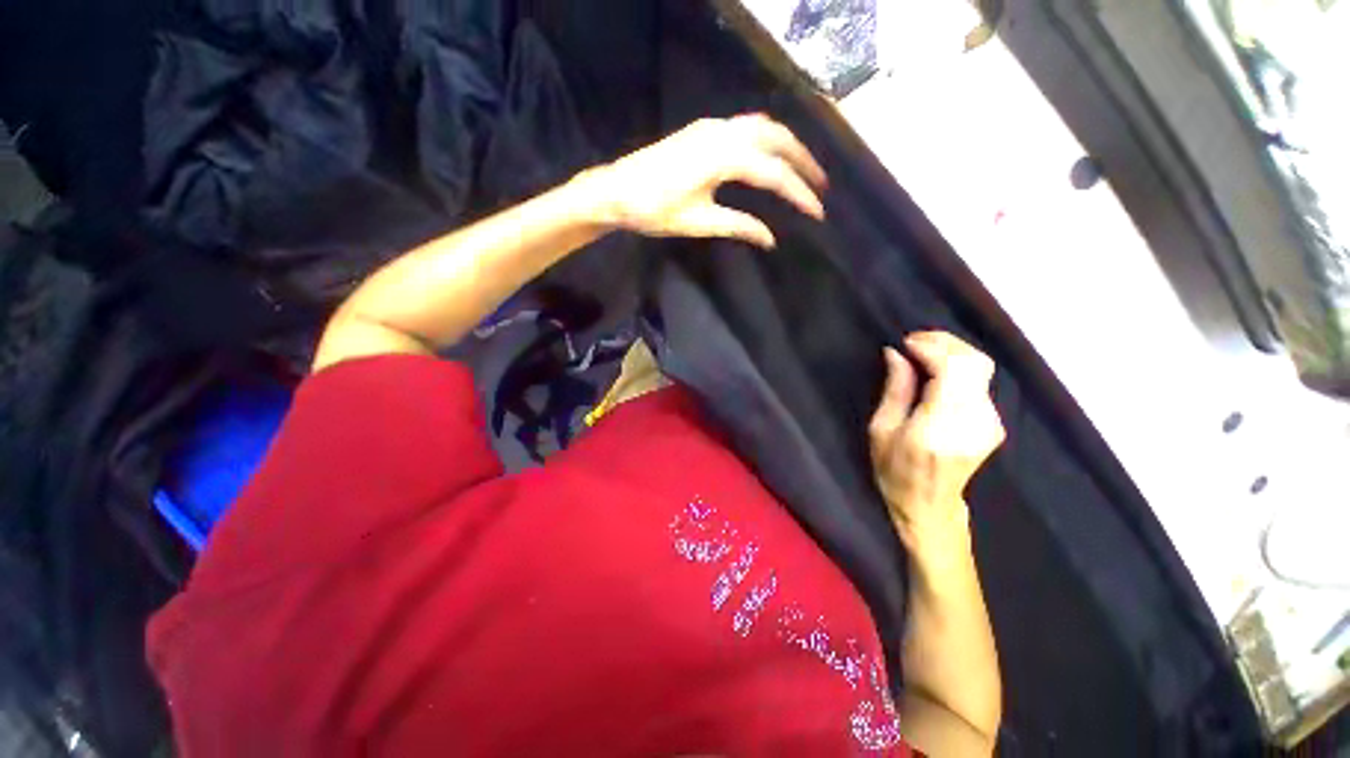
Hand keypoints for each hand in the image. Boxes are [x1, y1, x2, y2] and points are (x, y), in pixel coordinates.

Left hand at [586, 114, 827, 248]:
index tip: (818, 213)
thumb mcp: (698, 223)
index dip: (799, 194)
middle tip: (821, 186)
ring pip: (763, 127)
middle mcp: (722, 133)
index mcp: (722, 158)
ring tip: (804, 169)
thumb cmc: (653, 211)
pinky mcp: (703, 130)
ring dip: (787, 146)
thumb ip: (738, 226)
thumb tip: (770, 239)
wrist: (615, 190)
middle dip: (803, 161)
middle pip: (776, 139)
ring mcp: (711, 127)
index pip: (773, 174)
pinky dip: (768, 138)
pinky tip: (771, 154)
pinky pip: (746, 126)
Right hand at [868, 332, 1005, 556]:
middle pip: (975, 362)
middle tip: (913, 341)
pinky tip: (936, 370)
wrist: (928, 505)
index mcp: (941, 426)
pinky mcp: (995, 423)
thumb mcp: (881, 429)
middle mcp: (975, 421)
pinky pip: (980, 382)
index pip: (954, 369)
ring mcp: (990, 422)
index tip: (905, 343)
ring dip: (952, 352)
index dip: (932, 347)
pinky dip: (959, 367)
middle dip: (945, 343)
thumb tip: (895, 353)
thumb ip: (895, 389)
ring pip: (982, 368)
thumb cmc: (894, 469)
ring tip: (921, 352)